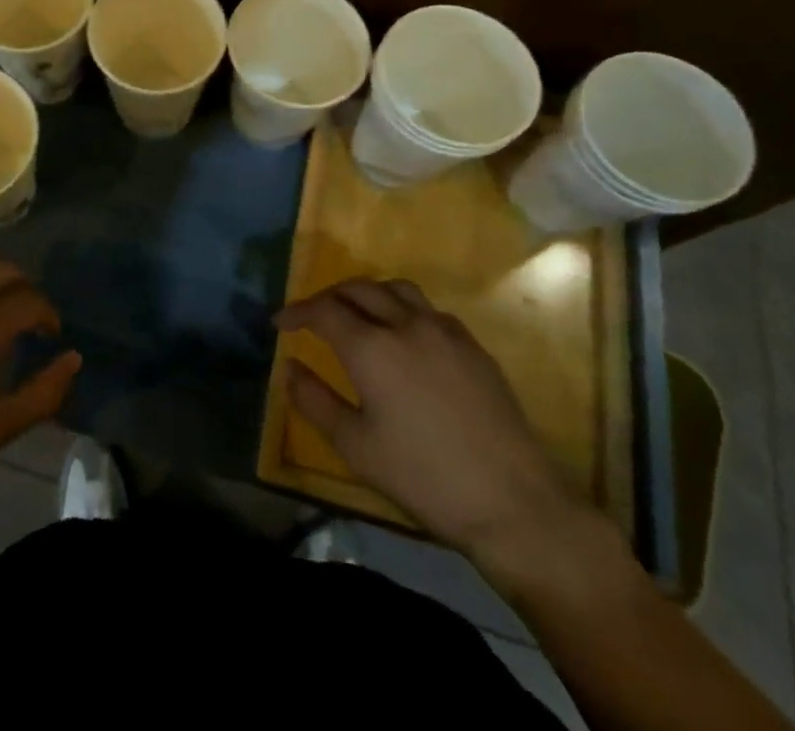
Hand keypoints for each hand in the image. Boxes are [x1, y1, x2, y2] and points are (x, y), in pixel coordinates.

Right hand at [277, 278, 583, 563]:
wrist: (515, 504)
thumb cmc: (424, 478)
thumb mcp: (356, 447)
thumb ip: (315, 401)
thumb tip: (290, 367)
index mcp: (372, 347)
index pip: (323, 310)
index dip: (297, 312)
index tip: (279, 324)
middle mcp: (406, 325)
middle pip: (358, 289)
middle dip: (328, 297)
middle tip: (313, 317)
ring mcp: (445, 331)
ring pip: (396, 289)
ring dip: (367, 294)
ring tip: (356, 315)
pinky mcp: (474, 347)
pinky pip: (428, 309)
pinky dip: (403, 309)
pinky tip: (403, 338)